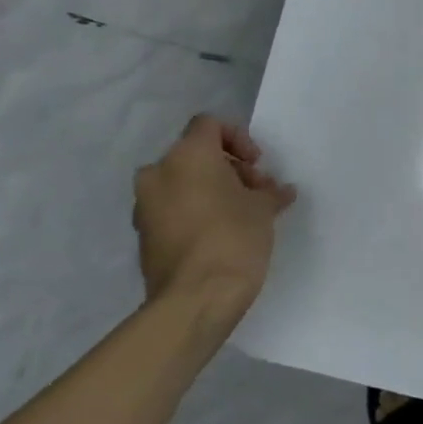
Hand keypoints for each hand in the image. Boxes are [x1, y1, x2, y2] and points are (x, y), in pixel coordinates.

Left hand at [134, 116, 295, 334]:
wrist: (195, 299)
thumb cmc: (234, 238)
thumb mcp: (263, 209)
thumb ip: (269, 192)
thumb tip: (279, 191)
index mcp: (187, 155)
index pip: (209, 124)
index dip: (238, 138)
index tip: (256, 164)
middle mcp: (159, 173)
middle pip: (196, 155)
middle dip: (228, 169)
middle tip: (256, 192)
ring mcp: (145, 205)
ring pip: (182, 183)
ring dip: (211, 191)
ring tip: (242, 215)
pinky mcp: (144, 235)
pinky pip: (172, 210)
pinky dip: (194, 212)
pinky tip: (221, 234)